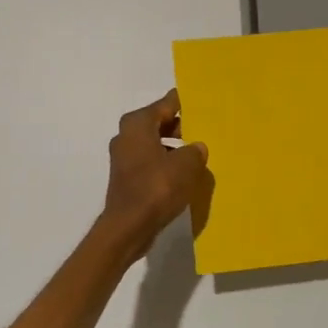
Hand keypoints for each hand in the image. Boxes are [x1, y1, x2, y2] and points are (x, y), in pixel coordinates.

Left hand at [96, 90, 212, 260]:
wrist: (129, 226)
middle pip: (158, 122)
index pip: (166, 104)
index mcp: (138, 124)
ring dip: (173, 147)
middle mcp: (126, 135)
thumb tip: (196, 147)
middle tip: (204, 129)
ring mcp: (123, 157)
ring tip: (197, 154)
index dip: (184, 103)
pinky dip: (165, 163)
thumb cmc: (157, 187)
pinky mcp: (126, 177)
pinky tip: (183, 175)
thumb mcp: (186, 165)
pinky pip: (150, 161)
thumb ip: (195, 150)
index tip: (201, 101)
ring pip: (154, 143)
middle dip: (180, 126)